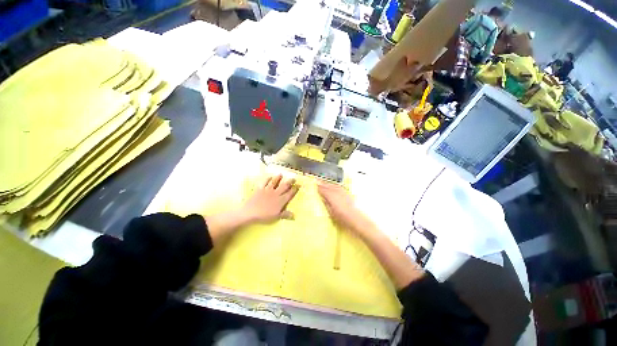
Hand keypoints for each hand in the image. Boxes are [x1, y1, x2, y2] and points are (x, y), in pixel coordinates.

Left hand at [242, 174, 298, 223]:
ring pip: (274, 182)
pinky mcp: (260, 189)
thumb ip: (285, 214)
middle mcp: (276, 193)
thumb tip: (294, 215)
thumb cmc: (264, 216)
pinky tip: (269, 177)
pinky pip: (264, 182)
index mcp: (281, 200)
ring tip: (281, 174)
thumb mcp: (276, 217)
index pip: (290, 194)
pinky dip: (267, 179)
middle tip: (293, 178)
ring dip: (278, 178)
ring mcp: (267, 190)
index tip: (298, 186)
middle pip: (284, 186)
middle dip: (290, 182)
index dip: (294, 189)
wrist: (250, 212)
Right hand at [317, 182, 371, 234]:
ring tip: (323, 181)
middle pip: (328, 185)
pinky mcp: (346, 193)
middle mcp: (337, 192)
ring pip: (333, 185)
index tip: (313, 184)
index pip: (323, 190)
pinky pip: (338, 186)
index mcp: (331, 196)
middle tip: (316, 180)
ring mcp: (342, 192)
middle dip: (322, 183)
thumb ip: (326, 203)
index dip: (318, 187)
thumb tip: (322, 198)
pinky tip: (333, 185)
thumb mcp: (331, 212)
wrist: (355, 218)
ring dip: (327, 183)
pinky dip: (334, 185)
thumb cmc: (342, 217)